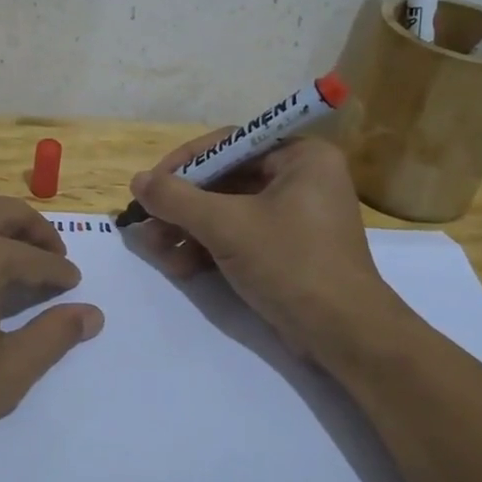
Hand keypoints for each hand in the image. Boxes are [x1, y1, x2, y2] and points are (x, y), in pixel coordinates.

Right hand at [128, 132, 400, 363]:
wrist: (345, 336)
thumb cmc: (291, 264)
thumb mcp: (226, 226)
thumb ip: (177, 199)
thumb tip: (137, 180)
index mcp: (300, 156)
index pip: (229, 145)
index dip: (184, 164)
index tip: (149, 186)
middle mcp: (301, 177)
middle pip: (225, 180)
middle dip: (183, 206)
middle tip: (147, 224)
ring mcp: (296, 215)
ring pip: (227, 210)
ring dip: (189, 230)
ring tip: (158, 251)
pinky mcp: (288, 248)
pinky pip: (240, 234)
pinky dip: (209, 247)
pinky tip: (180, 267)